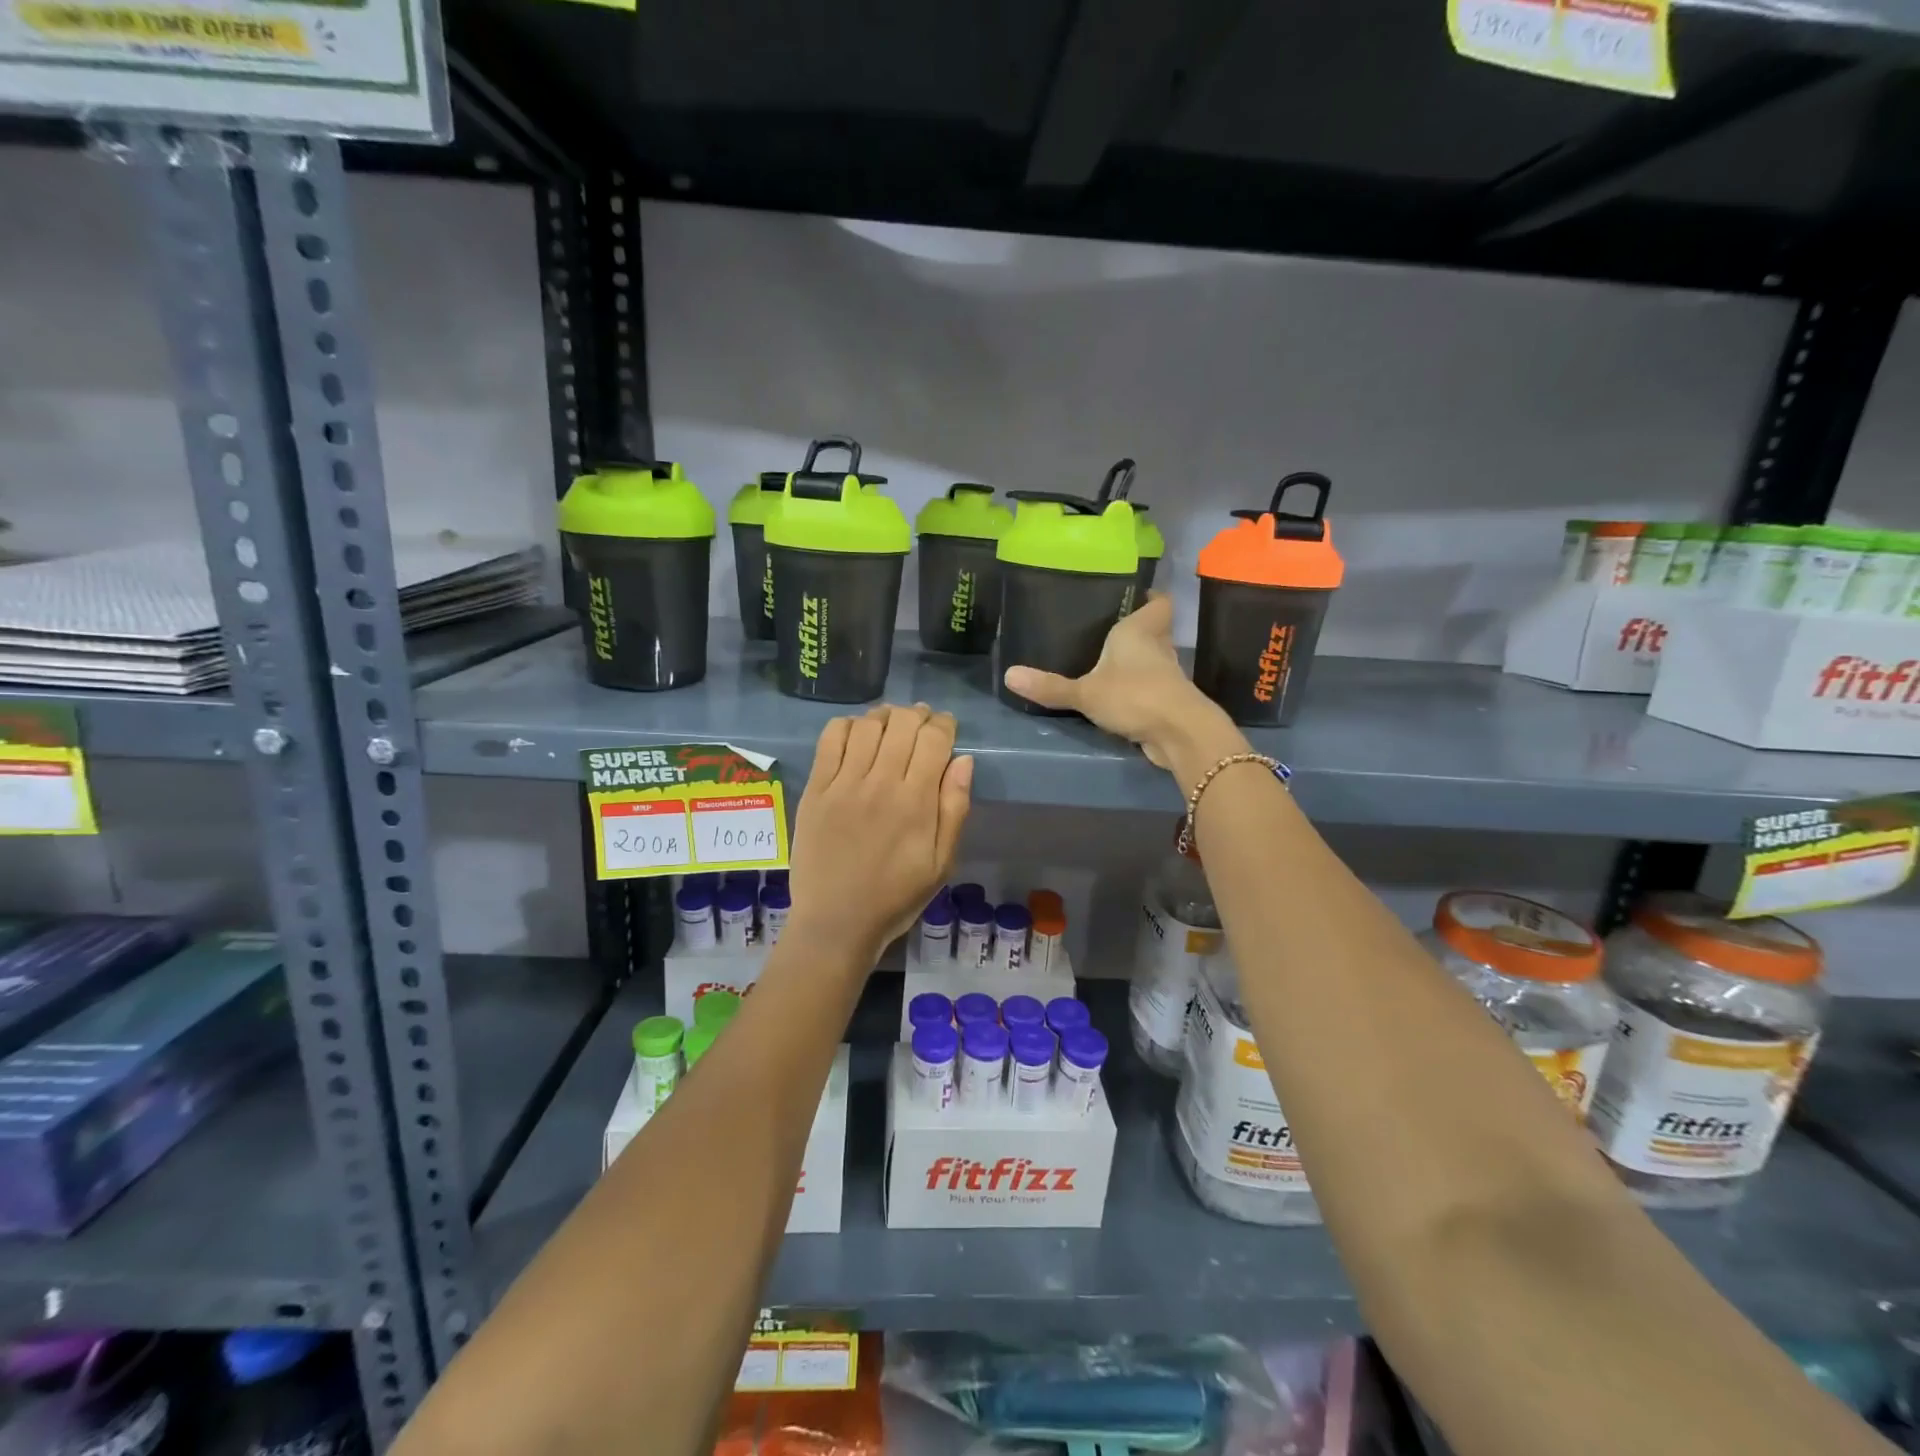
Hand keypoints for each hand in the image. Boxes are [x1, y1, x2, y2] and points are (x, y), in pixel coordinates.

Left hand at [787, 704, 972, 955]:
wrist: (836, 922)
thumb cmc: (896, 896)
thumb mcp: (941, 863)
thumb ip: (955, 809)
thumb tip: (963, 760)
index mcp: (916, 801)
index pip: (934, 739)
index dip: (944, 724)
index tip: (946, 728)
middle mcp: (880, 783)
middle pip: (902, 723)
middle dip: (918, 715)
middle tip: (921, 724)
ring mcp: (844, 784)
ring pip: (868, 725)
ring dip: (885, 716)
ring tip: (892, 725)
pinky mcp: (816, 789)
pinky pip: (831, 739)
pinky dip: (847, 725)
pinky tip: (857, 733)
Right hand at [1002, 595, 1241, 770]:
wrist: (1179, 734)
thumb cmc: (1134, 696)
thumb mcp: (1085, 693)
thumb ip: (1050, 686)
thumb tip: (1008, 675)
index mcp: (1139, 631)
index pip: (1158, 603)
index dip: (1150, 598)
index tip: (1134, 596)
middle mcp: (1158, 647)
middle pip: (1154, 631)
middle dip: (1136, 631)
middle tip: (1107, 632)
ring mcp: (1167, 676)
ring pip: (1154, 660)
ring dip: (1138, 663)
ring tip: (1108, 664)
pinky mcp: (1169, 702)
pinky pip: (1152, 687)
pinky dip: (1140, 689)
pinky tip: (1118, 697)